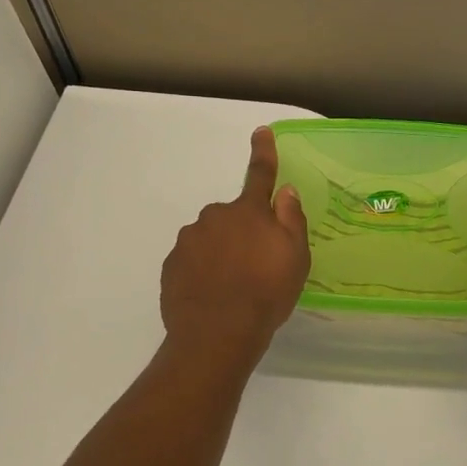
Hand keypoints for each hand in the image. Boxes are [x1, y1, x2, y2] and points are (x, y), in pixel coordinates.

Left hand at [159, 128, 310, 361]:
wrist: (217, 334)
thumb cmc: (266, 292)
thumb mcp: (295, 256)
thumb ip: (291, 218)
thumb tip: (285, 190)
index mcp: (248, 212)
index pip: (259, 175)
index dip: (263, 152)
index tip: (261, 131)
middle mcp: (214, 217)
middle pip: (233, 216)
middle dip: (243, 231)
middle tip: (256, 265)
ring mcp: (188, 241)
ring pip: (210, 239)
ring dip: (221, 253)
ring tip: (234, 287)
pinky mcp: (171, 266)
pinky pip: (192, 261)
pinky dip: (202, 271)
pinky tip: (212, 295)